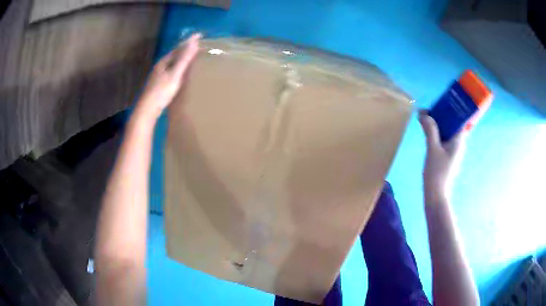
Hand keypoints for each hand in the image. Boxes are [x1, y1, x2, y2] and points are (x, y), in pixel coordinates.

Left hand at [135, 33, 201, 119]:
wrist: (148, 110)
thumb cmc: (161, 91)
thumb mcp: (175, 74)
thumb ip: (184, 59)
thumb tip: (194, 42)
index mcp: (164, 62)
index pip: (178, 48)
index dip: (189, 41)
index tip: (200, 35)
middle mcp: (160, 66)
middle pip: (175, 54)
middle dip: (186, 48)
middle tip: (198, 44)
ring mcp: (159, 75)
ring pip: (173, 62)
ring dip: (182, 57)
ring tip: (193, 56)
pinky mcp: (160, 84)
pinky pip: (172, 70)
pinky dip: (179, 67)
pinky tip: (182, 72)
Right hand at [418, 110, 466, 204]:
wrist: (436, 195)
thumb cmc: (437, 172)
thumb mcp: (433, 149)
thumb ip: (430, 130)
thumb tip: (424, 114)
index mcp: (459, 140)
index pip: (459, 118)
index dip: (451, 108)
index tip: (440, 102)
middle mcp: (458, 143)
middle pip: (452, 123)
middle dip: (441, 115)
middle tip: (428, 109)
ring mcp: (453, 150)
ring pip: (447, 131)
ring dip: (438, 124)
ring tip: (425, 117)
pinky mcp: (447, 156)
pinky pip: (443, 139)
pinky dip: (436, 133)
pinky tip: (427, 131)